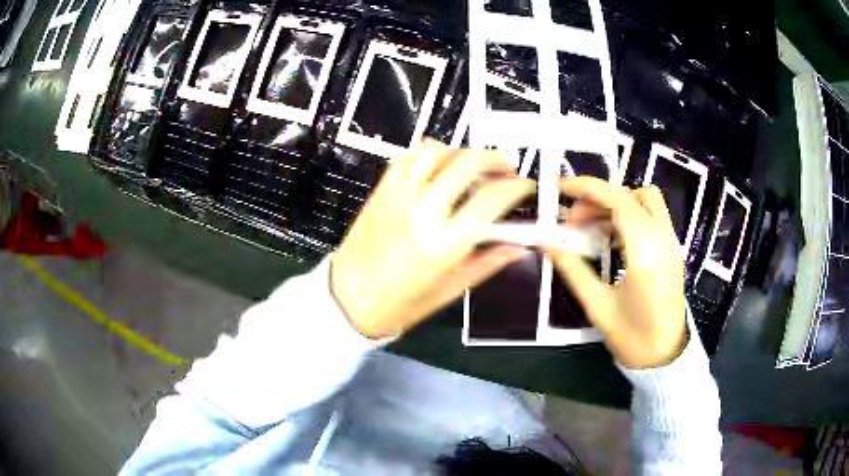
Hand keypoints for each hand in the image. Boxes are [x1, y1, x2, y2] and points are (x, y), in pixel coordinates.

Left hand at [331, 140, 535, 338]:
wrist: (347, 299)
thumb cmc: (399, 304)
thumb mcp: (449, 291)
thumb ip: (486, 264)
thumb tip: (518, 246)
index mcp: (443, 244)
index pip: (490, 199)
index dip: (516, 187)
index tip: (526, 187)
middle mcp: (422, 212)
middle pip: (466, 163)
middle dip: (496, 158)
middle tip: (507, 167)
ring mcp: (398, 196)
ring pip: (435, 151)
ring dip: (461, 150)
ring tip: (474, 163)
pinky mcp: (382, 191)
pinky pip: (407, 157)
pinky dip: (429, 152)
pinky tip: (440, 163)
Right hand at [544, 177, 686, 368]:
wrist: (664, 357)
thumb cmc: (632, 336)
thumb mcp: (597, 305)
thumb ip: (572, 268)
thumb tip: (545, 242)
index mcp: (645, 251)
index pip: (618, 200)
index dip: (587, 188)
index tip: (560, 188)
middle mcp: (663, 239)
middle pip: (634, 194)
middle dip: (601, 198)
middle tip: (574, 221)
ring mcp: (671, 244)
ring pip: (645, 203)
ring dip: (615, 207)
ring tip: (589, 231)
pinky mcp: (671, 251)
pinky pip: (650, 220)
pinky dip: (628, 219)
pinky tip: (610, 242)